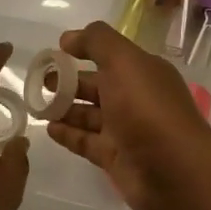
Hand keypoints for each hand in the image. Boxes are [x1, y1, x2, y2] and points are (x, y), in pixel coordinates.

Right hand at [44, 22, 210, 209]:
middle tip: (38, 80)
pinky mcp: (115, 158)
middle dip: (68, 81)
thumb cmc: (148, 110)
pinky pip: (86, 141)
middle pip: (97, 85)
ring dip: (64, 107)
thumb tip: (69, 38)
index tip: (54, 51)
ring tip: (36, 103)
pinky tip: (48, 128)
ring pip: (89, 114)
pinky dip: (68, 134)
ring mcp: (125, 130)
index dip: (83, 50)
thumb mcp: (124, 62)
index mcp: (142, 72)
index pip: (109, 55)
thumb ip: (97, 42)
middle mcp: (135, 98)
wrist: (174, 171)